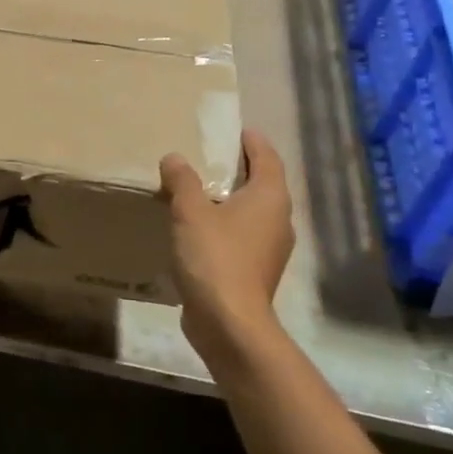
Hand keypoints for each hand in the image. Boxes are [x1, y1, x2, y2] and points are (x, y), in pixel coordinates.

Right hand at [159, 130, 293, 364]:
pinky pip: (240, 235)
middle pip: (262, 183)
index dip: (251, 141)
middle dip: (238, 168)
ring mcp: (269, 249)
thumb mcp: (190, 211)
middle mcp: (278, 220)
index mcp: (270, 198)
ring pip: (251, 212)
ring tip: (197, 189)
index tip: (233, 130)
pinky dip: (223, 224)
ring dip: (228, 198)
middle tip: (207, 155)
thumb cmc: (215, 257)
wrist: (229, 324)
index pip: (267, 157)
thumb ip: (182, 180)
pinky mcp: (254, 271)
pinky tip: (197, 227)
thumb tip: (174, 158)